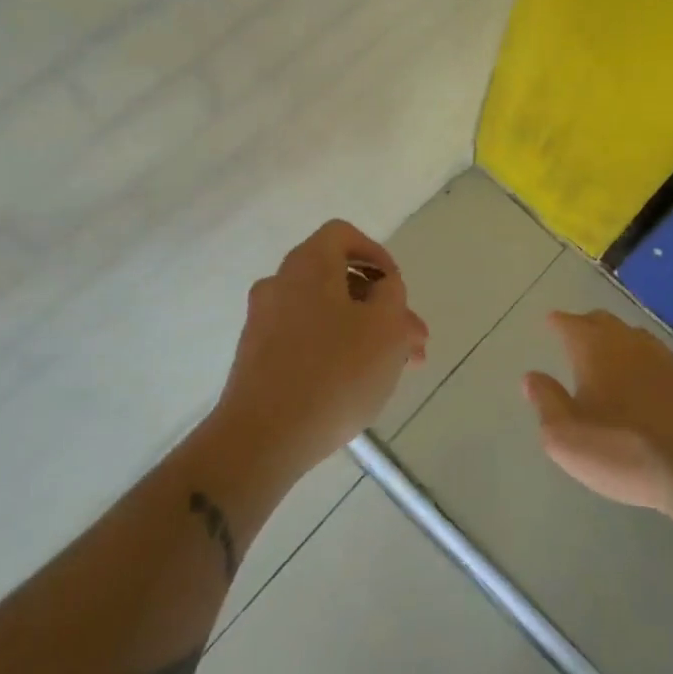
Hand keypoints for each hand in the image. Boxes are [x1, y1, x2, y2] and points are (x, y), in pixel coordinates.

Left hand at [216, 220, 427, 472]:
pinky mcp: (258, 359)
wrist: (263, 438)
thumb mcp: (386, 327)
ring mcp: (264, 323)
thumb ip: (392, 295)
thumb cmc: (335, 372)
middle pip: (338, 280)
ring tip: (398, 369)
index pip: (343, 235)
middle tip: (414, 341)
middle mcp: (280, 285)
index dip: (376, 254)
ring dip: (364, 332)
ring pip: (326, 314)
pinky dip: (335, 350)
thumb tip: (382, 287)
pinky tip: (360, 384)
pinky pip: (306, 340)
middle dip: (381, 307)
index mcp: (307, 265)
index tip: (396, 288)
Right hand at [523, 309, 672, 515]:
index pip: (571, 324)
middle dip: (588, 324)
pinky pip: (661, 360)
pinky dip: (646, 363)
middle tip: (578, 332)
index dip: (559, 322)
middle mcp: (630, 342)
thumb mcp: (565, 437)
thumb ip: (546, 402)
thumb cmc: (622, 449)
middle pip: (605, 322)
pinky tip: (648, 380)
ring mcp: (666, 358)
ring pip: (635, 337)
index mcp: (594, 349)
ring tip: (611, 354)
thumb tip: (532, 377)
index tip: (552, 320)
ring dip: (619, 341)